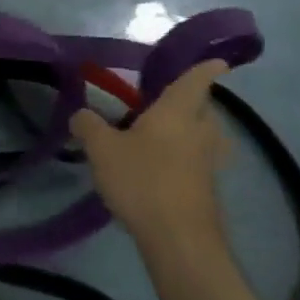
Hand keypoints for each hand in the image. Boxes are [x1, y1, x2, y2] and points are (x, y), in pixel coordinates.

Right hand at [71, 60, 229, 255]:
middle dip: (190, 102)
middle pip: (203, 108)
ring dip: (189, 131)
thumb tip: (81, 114)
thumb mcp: (101, 149)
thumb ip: (88, 125)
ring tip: (161, 133)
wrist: (179, 239)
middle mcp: (200, 132)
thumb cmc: (142, 180)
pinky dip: (184, 157)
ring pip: (204, 136)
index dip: (206, 68)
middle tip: (165, 101)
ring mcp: (208, 162)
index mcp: (177, 112)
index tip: (217, 60)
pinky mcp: (207, 188)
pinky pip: (197, 160)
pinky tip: (159, 166)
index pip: (196, 80)